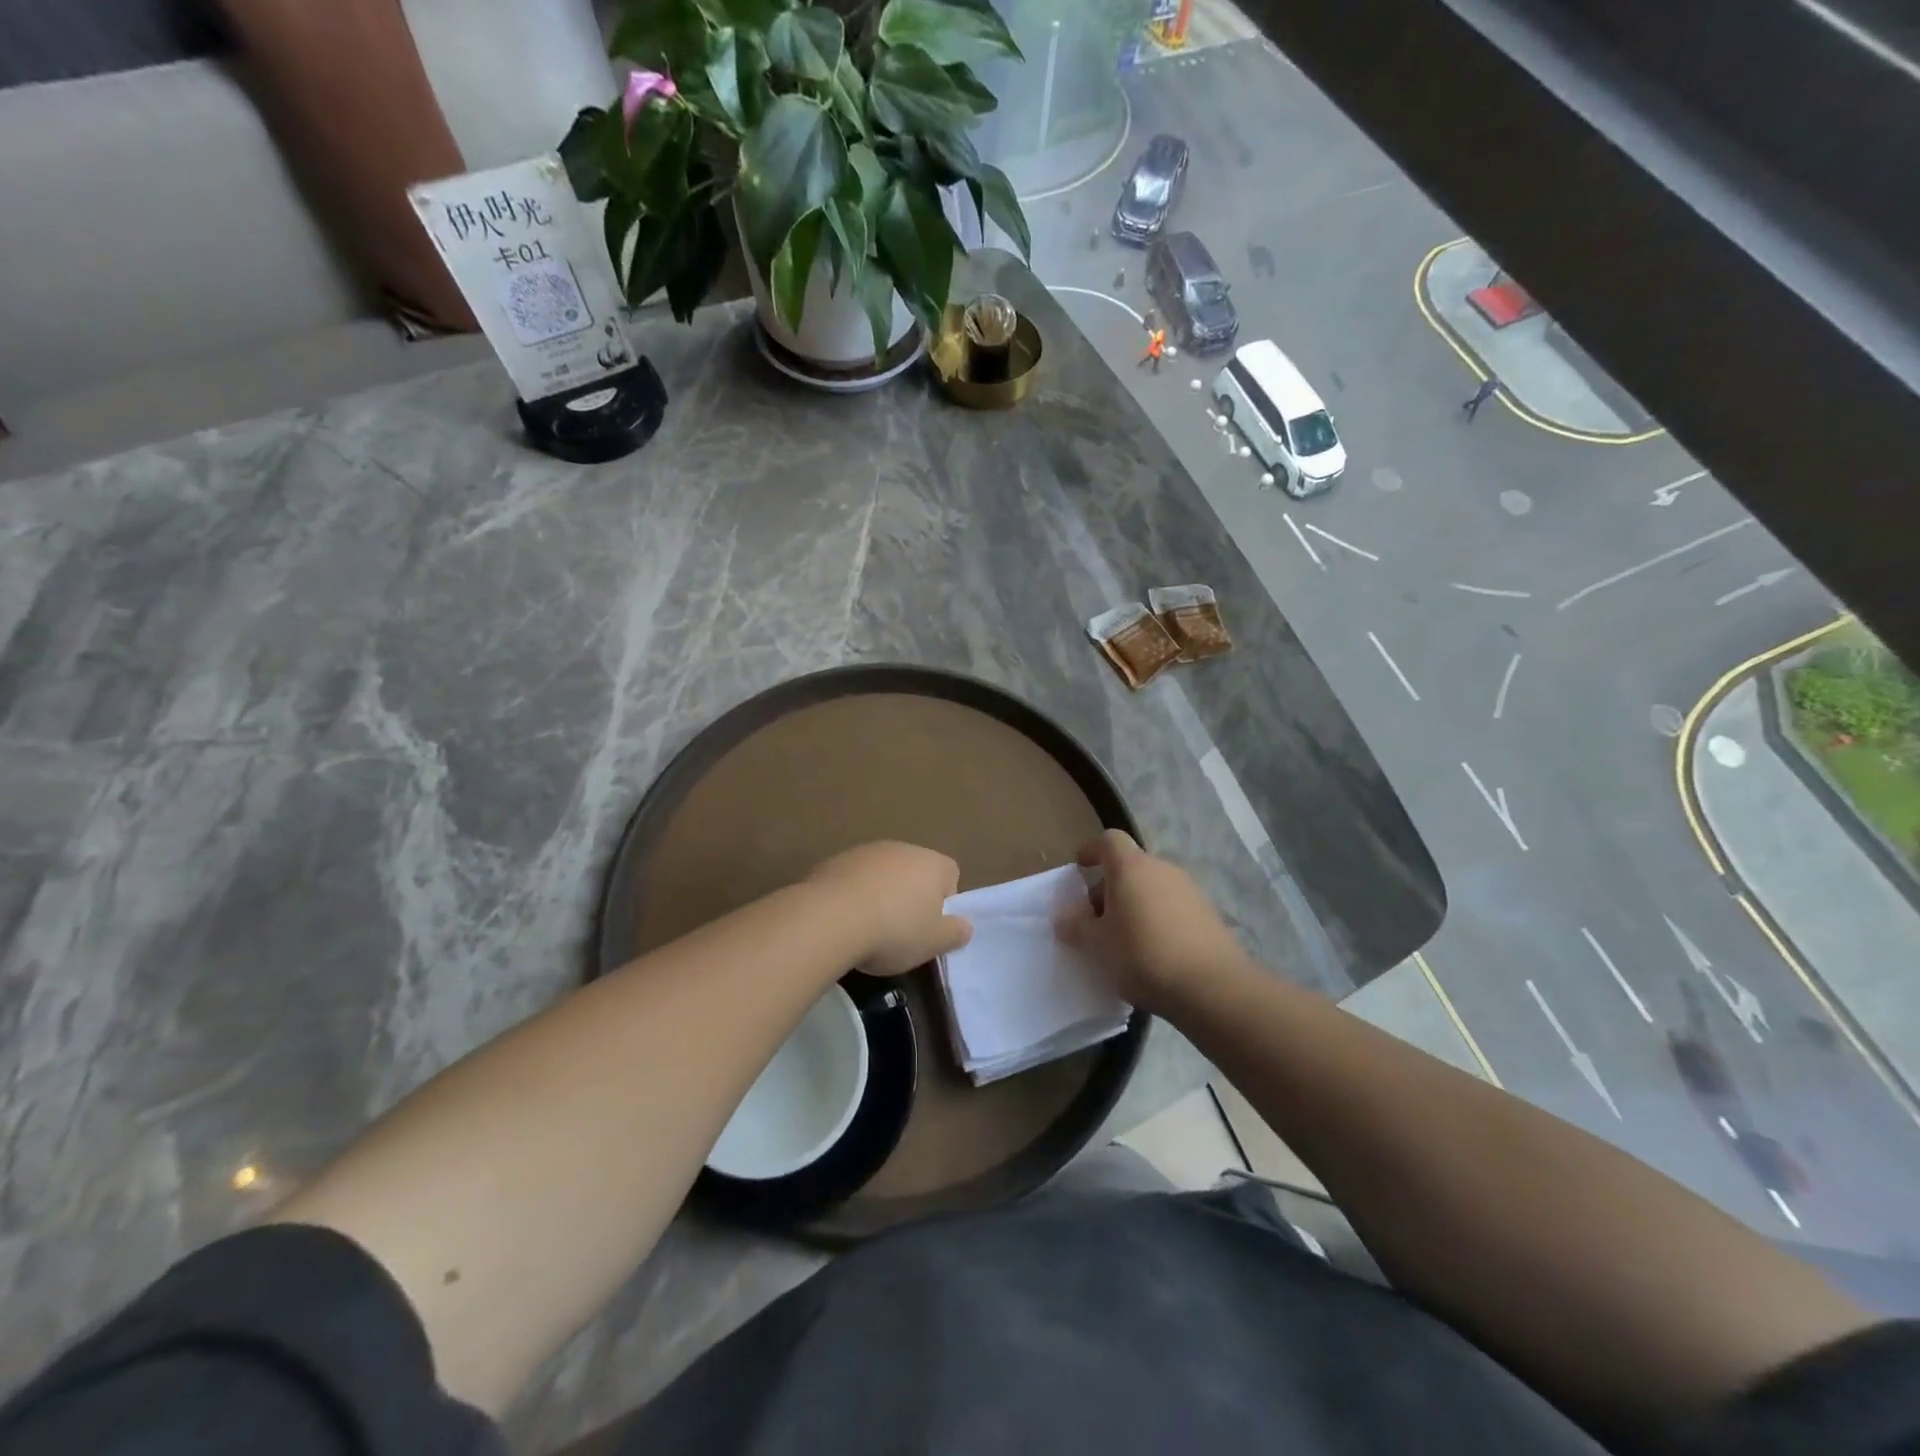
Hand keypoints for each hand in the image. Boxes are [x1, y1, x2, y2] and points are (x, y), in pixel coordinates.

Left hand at [805, 842, 971, 974]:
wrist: (830, 918)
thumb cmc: (894, 931)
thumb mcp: (934, 943)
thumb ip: (956, 932)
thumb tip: (964, 926)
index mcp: (933, 863)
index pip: (950, 875)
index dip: (944, 903)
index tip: (929, 928)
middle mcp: (902, 848)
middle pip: (915, 872)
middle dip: (911, 897)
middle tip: (901, 931)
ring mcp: (867, 851)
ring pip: (883, 874)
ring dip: (880, 894)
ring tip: (868, 928)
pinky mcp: (836, 860)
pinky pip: (854, 879)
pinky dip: (853, 895)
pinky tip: (844, 920)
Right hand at [1055, 830, 1249, 1010]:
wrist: (1213, 987)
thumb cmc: (1143, 955)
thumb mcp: (1098, 945)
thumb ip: (1078, 927)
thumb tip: (1066, 918)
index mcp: (1131, 867)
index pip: (1108, 840)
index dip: (1092, 850)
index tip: (1079, 868)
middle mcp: (1162, 869)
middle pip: (1130, 866)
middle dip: (1109, 887)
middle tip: (1095, 919)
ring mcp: (1189, 890)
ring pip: (1151, 887)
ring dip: (1134, 905)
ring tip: (1122, 940)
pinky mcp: (1207, 914)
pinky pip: (1171, 907)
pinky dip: (1156, 919)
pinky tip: (1152, 952)